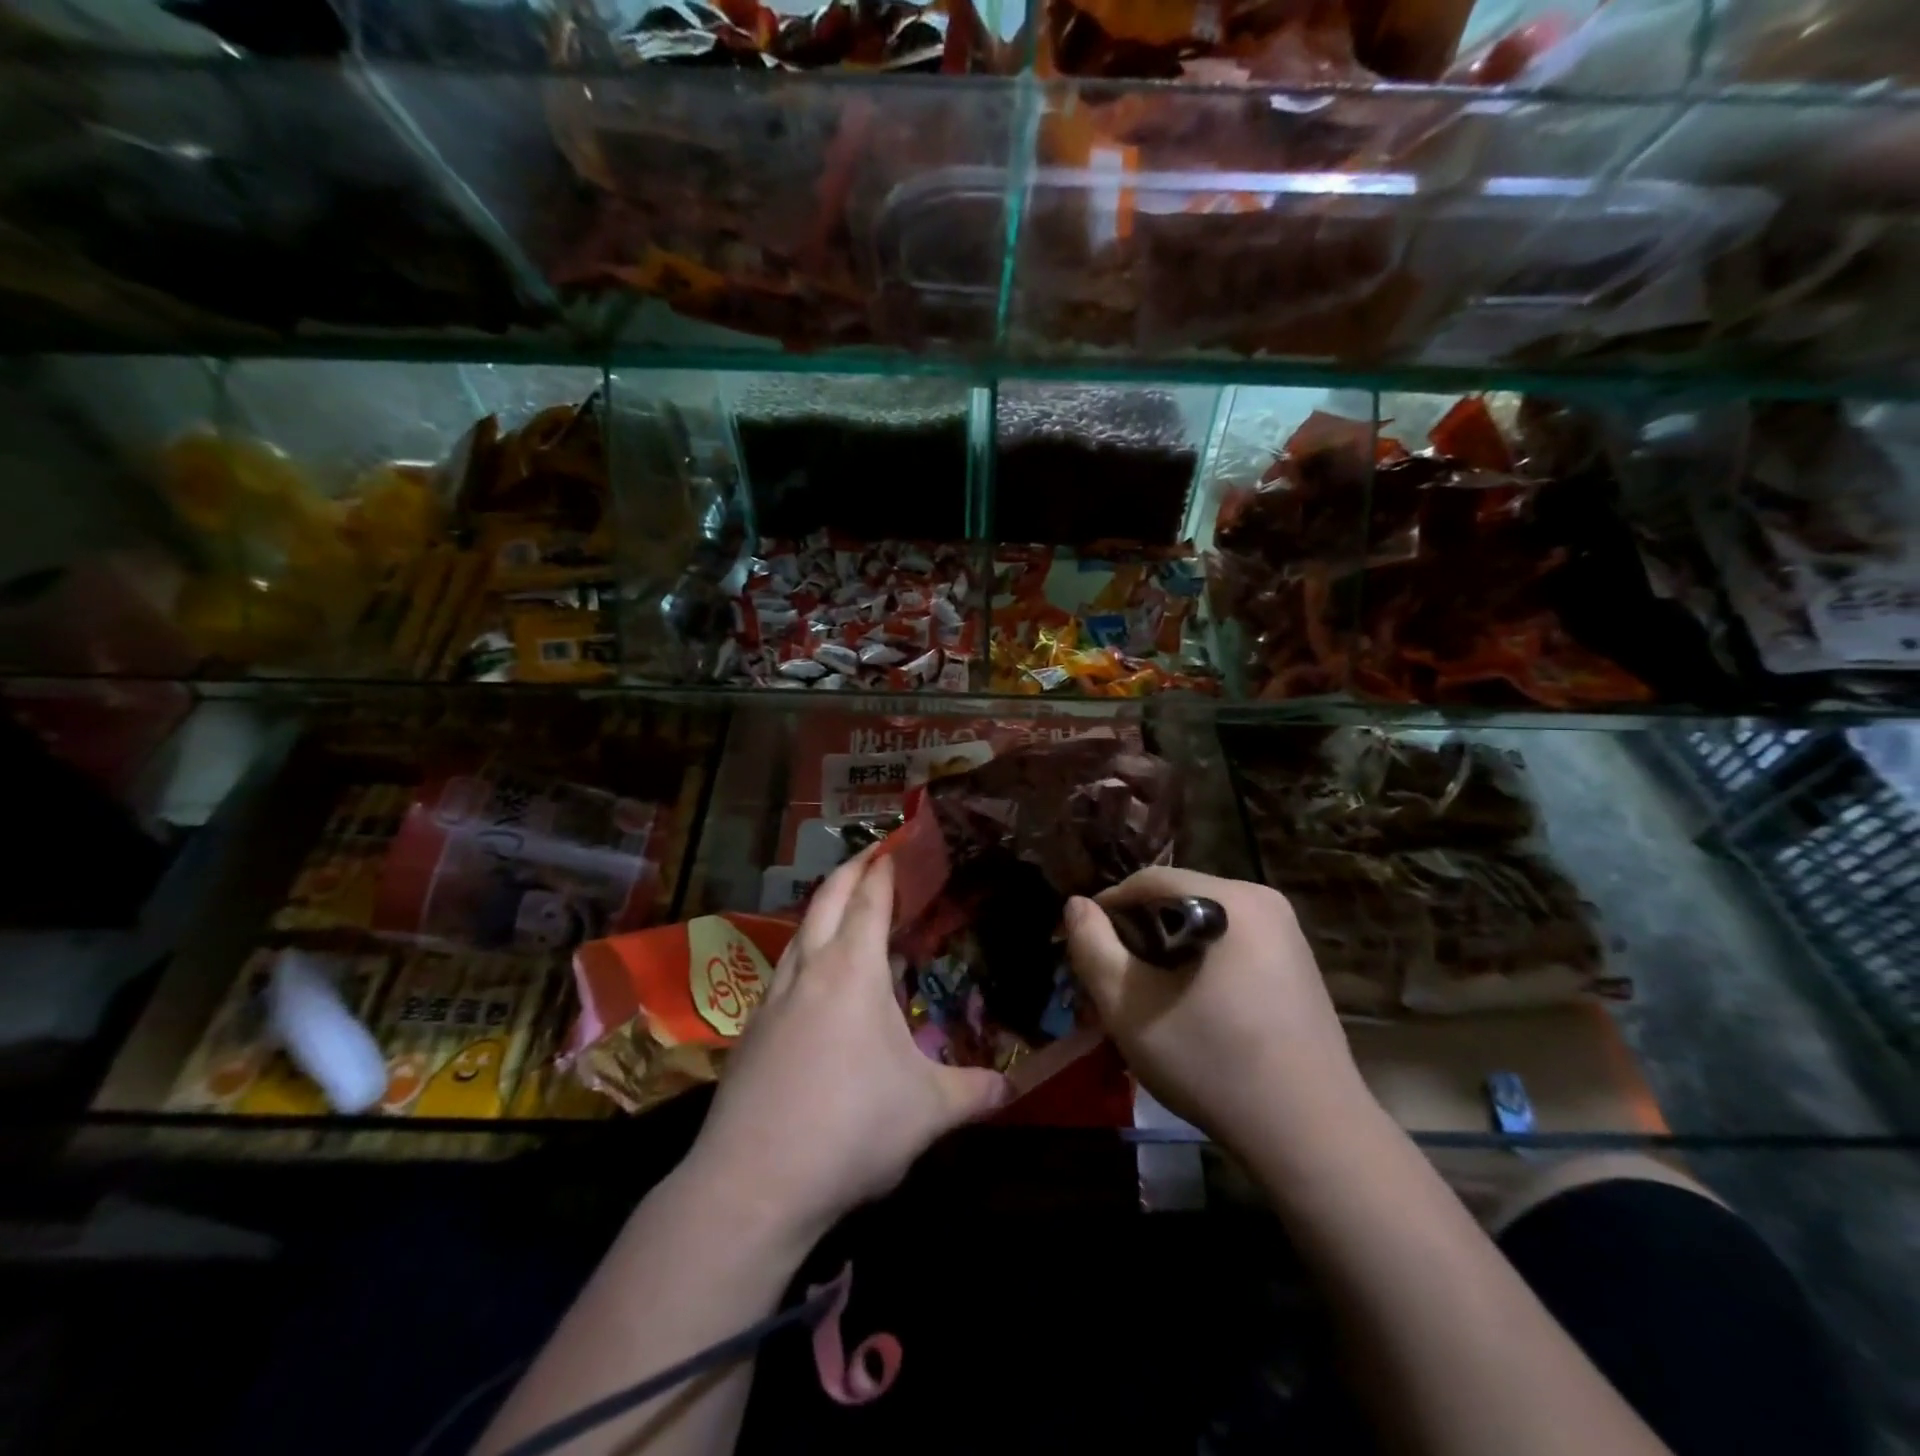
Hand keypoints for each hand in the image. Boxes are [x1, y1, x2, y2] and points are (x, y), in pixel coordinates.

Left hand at [686, 851, 1011, 1248]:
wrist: (752, 1184)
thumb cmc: (851, 1129)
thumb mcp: (928, 1112)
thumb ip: (975, 1092)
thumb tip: (1014, 1088)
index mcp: (852, 970)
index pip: (869, 899)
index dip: (884, 868)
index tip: (896, 844)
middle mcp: (809, 970)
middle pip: (826, 899)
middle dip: (850, 870)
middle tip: (872, 855)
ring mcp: (772, 998)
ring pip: (799, 933)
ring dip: (823, 909)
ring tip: (844, 909)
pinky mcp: (750, 1031)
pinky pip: (783, 971)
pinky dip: (805, 952)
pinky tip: (814, 981)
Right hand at [1064, 867, 1371, 1156]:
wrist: (1311, 1137)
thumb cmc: (1213, 1064)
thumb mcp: (1130, 1007)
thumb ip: (1092, 947)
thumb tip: (1076, 905)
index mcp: (1231, 899)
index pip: (1148, 880)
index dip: (1106, 907)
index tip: (1084, 947)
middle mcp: (1263, 900)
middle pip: (1177, 898)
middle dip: (1138, 932)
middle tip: (1113, 978)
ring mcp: (1287, 932)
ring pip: (1203, 921)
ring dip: (1167, 949)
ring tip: (1147, 995)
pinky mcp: (1296, 963)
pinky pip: (1231, 942)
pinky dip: (1200, 962)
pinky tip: (1191, 1006)